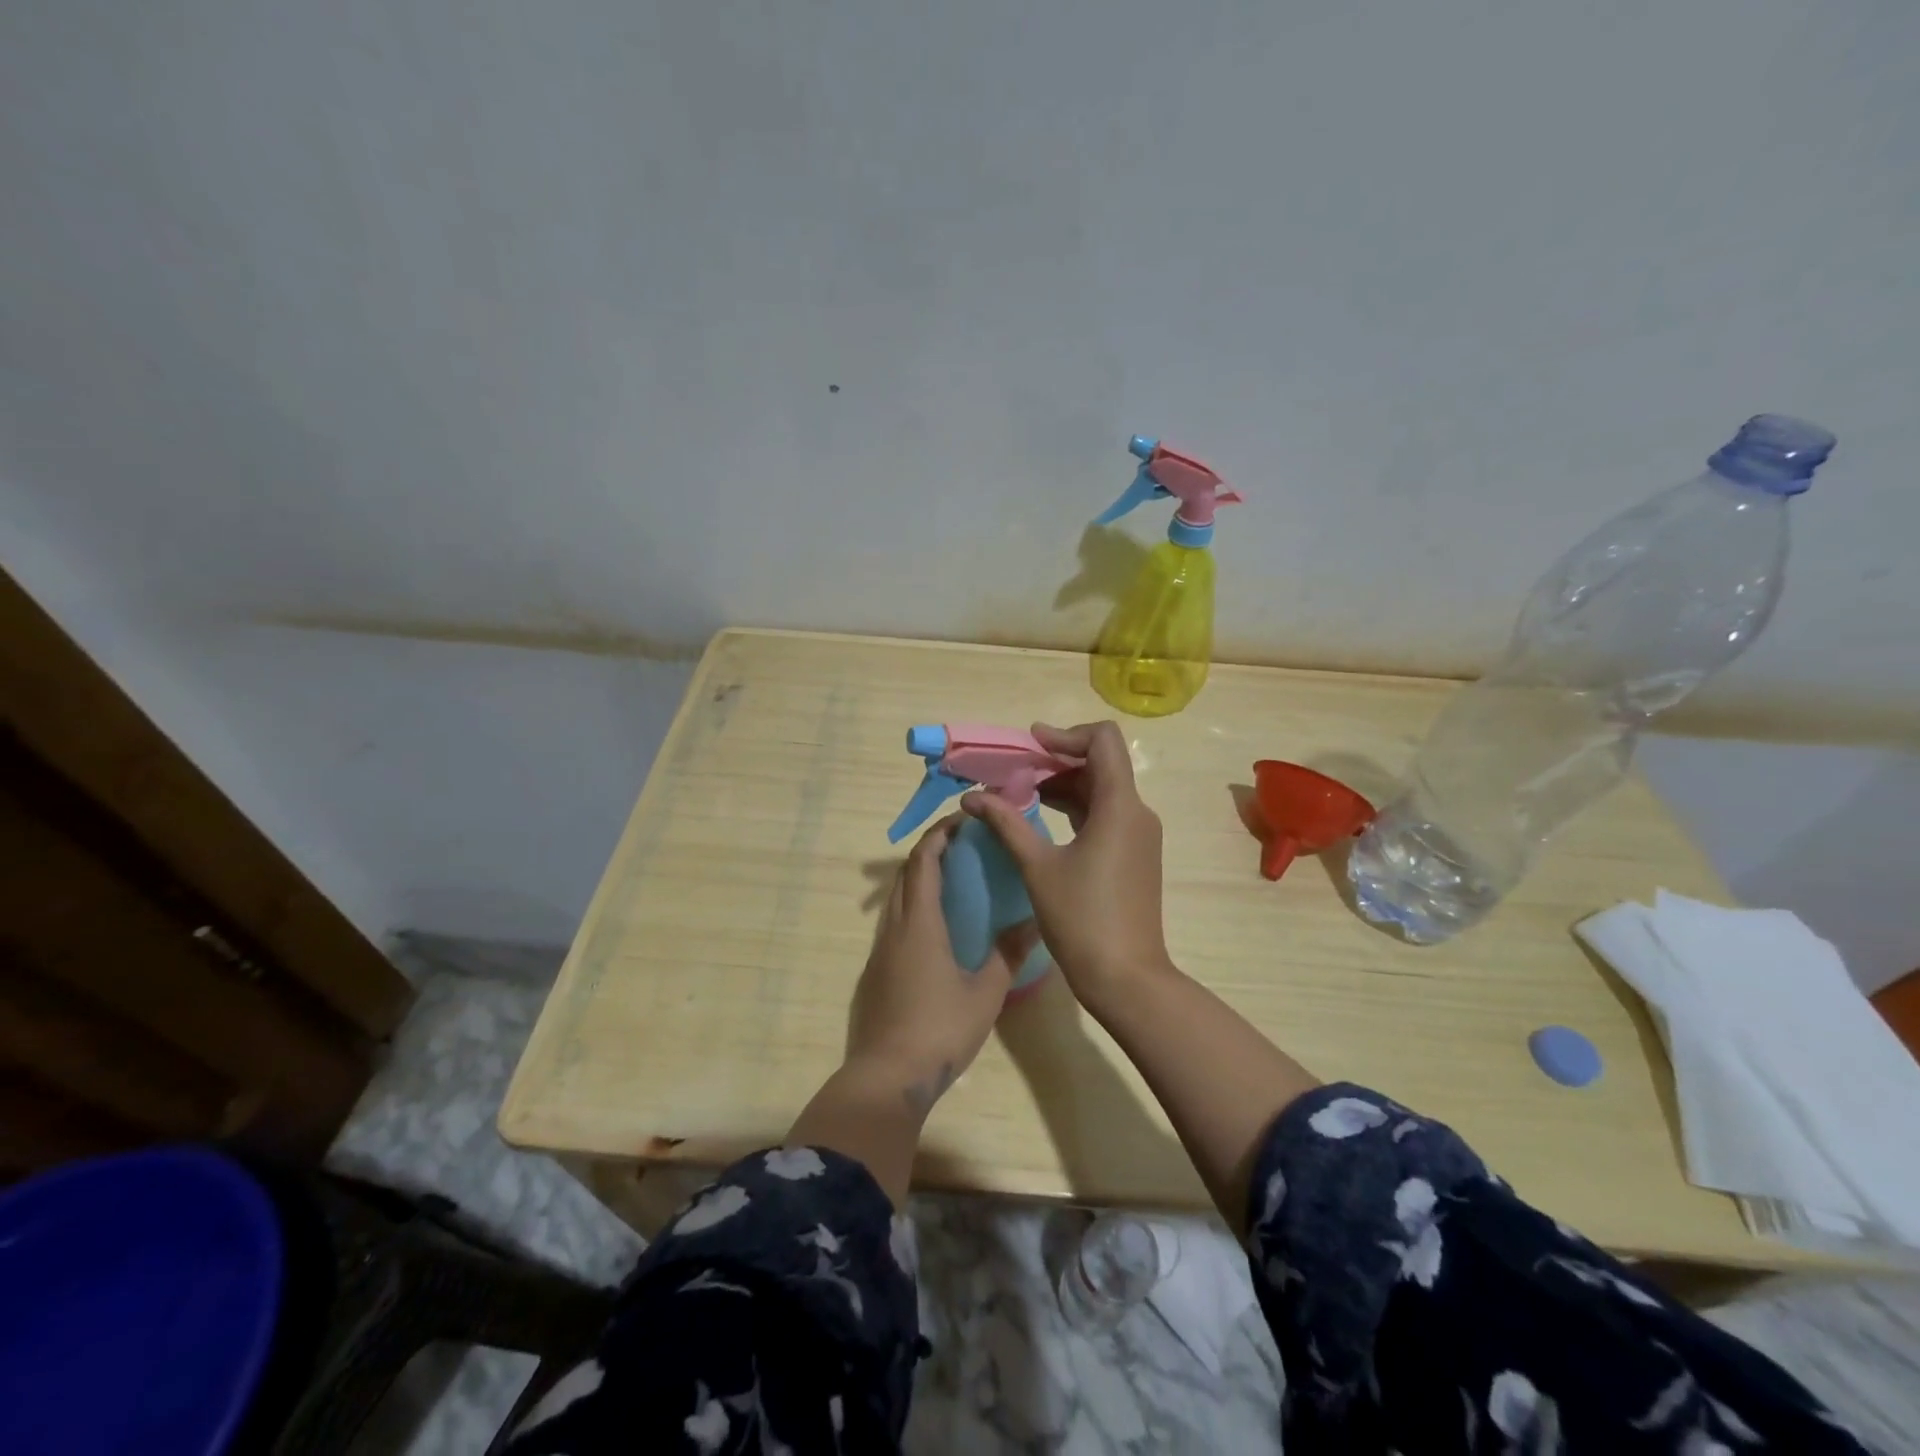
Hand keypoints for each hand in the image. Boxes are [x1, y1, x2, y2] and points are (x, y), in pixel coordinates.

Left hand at [848, 814, 1036, 1115]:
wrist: (887, 1077)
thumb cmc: (940, 1029)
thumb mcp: (985, 993)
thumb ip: (1008, 954)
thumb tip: (1034, 922)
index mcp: (919, 924)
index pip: (923, 862)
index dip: (939, 835)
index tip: (962, 820)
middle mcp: (894, 928)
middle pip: (905, 874)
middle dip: (929, 850)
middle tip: (962, 844)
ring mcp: (880, 950)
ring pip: (896, 898)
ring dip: (919, 878)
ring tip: (952, 878)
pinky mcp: (875, 971)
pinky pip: (893, 921)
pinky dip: (912, 905)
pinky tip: (936, 925)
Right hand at [961, 721, 1171, 1013]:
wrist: (1126, 977)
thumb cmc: (1081, 919)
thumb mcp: (1037, 867)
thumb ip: (1006, 823)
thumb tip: (972, 796)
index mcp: (1120, 806)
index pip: (1103, 741)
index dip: (1066, 735)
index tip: (1030, 745)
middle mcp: (1136, 812)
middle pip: (1100, 764)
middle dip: (1056, 761)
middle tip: (1014, 772)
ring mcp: (1138, 835)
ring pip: (1102, 790)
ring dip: (1063, 785)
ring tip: (1019, 795)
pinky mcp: (1134, 854)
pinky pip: (1105, 815)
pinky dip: (1075, 808)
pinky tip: (1041, 820)